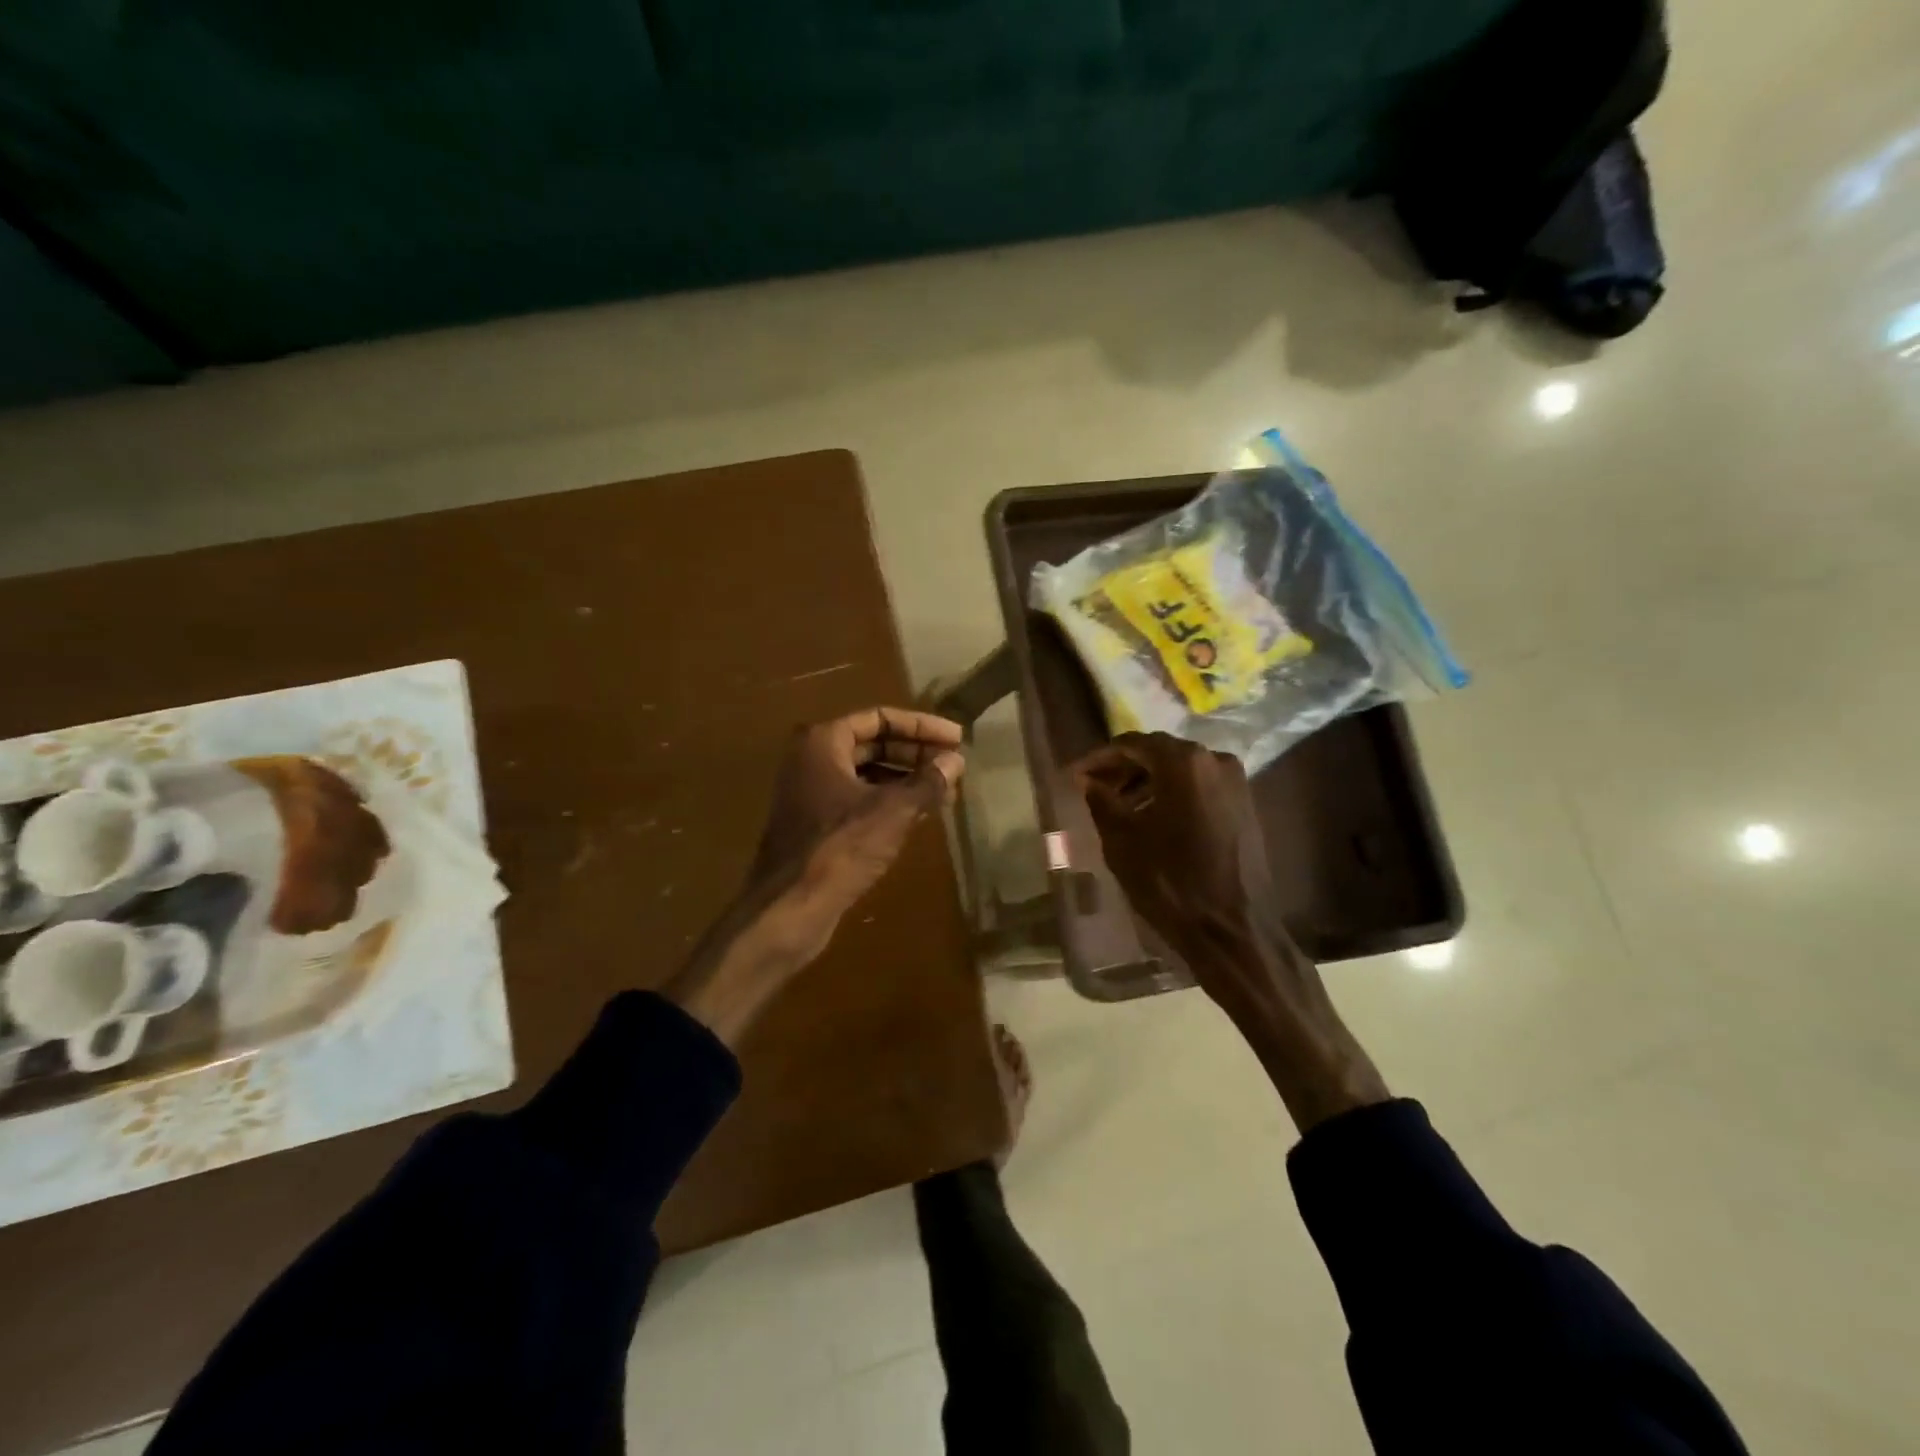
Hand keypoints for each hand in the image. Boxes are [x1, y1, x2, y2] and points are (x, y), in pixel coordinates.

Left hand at [743, 707, 965, 965]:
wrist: (789, 908)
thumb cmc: (840, 847)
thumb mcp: (893, 811)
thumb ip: (927, 782)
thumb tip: (955, 762)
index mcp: (823, 743)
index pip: (880, 718)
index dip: (921, 726)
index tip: (956, 739)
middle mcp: (813, 761)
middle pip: (873, 744)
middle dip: (915, 753)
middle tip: (953, 766)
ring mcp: (811, 794)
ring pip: (867, 774)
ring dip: (906, 780)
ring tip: (944, 792)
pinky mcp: (816, 826)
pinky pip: (859, 801)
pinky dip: (889, 802)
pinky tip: (919, 816)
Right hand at [1076, 732, 1388, 1131]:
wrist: (1234, 931)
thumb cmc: (1170, 883)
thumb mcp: (1122, 841)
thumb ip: (1102, 800)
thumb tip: (1089, 781)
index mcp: (1183, 762)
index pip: (1131, 744)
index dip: (1099, 758)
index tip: (1075, 775)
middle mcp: (1214, 760)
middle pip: (1158, 753)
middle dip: (1124, 768)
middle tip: (1095, 789)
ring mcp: (1236, 782)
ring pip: (1181, 771)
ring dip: (1147, 782)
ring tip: (1119, 807)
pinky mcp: (1246, 806)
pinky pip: (1200, 788)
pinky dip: (1172, 795)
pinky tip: (1152, 819)